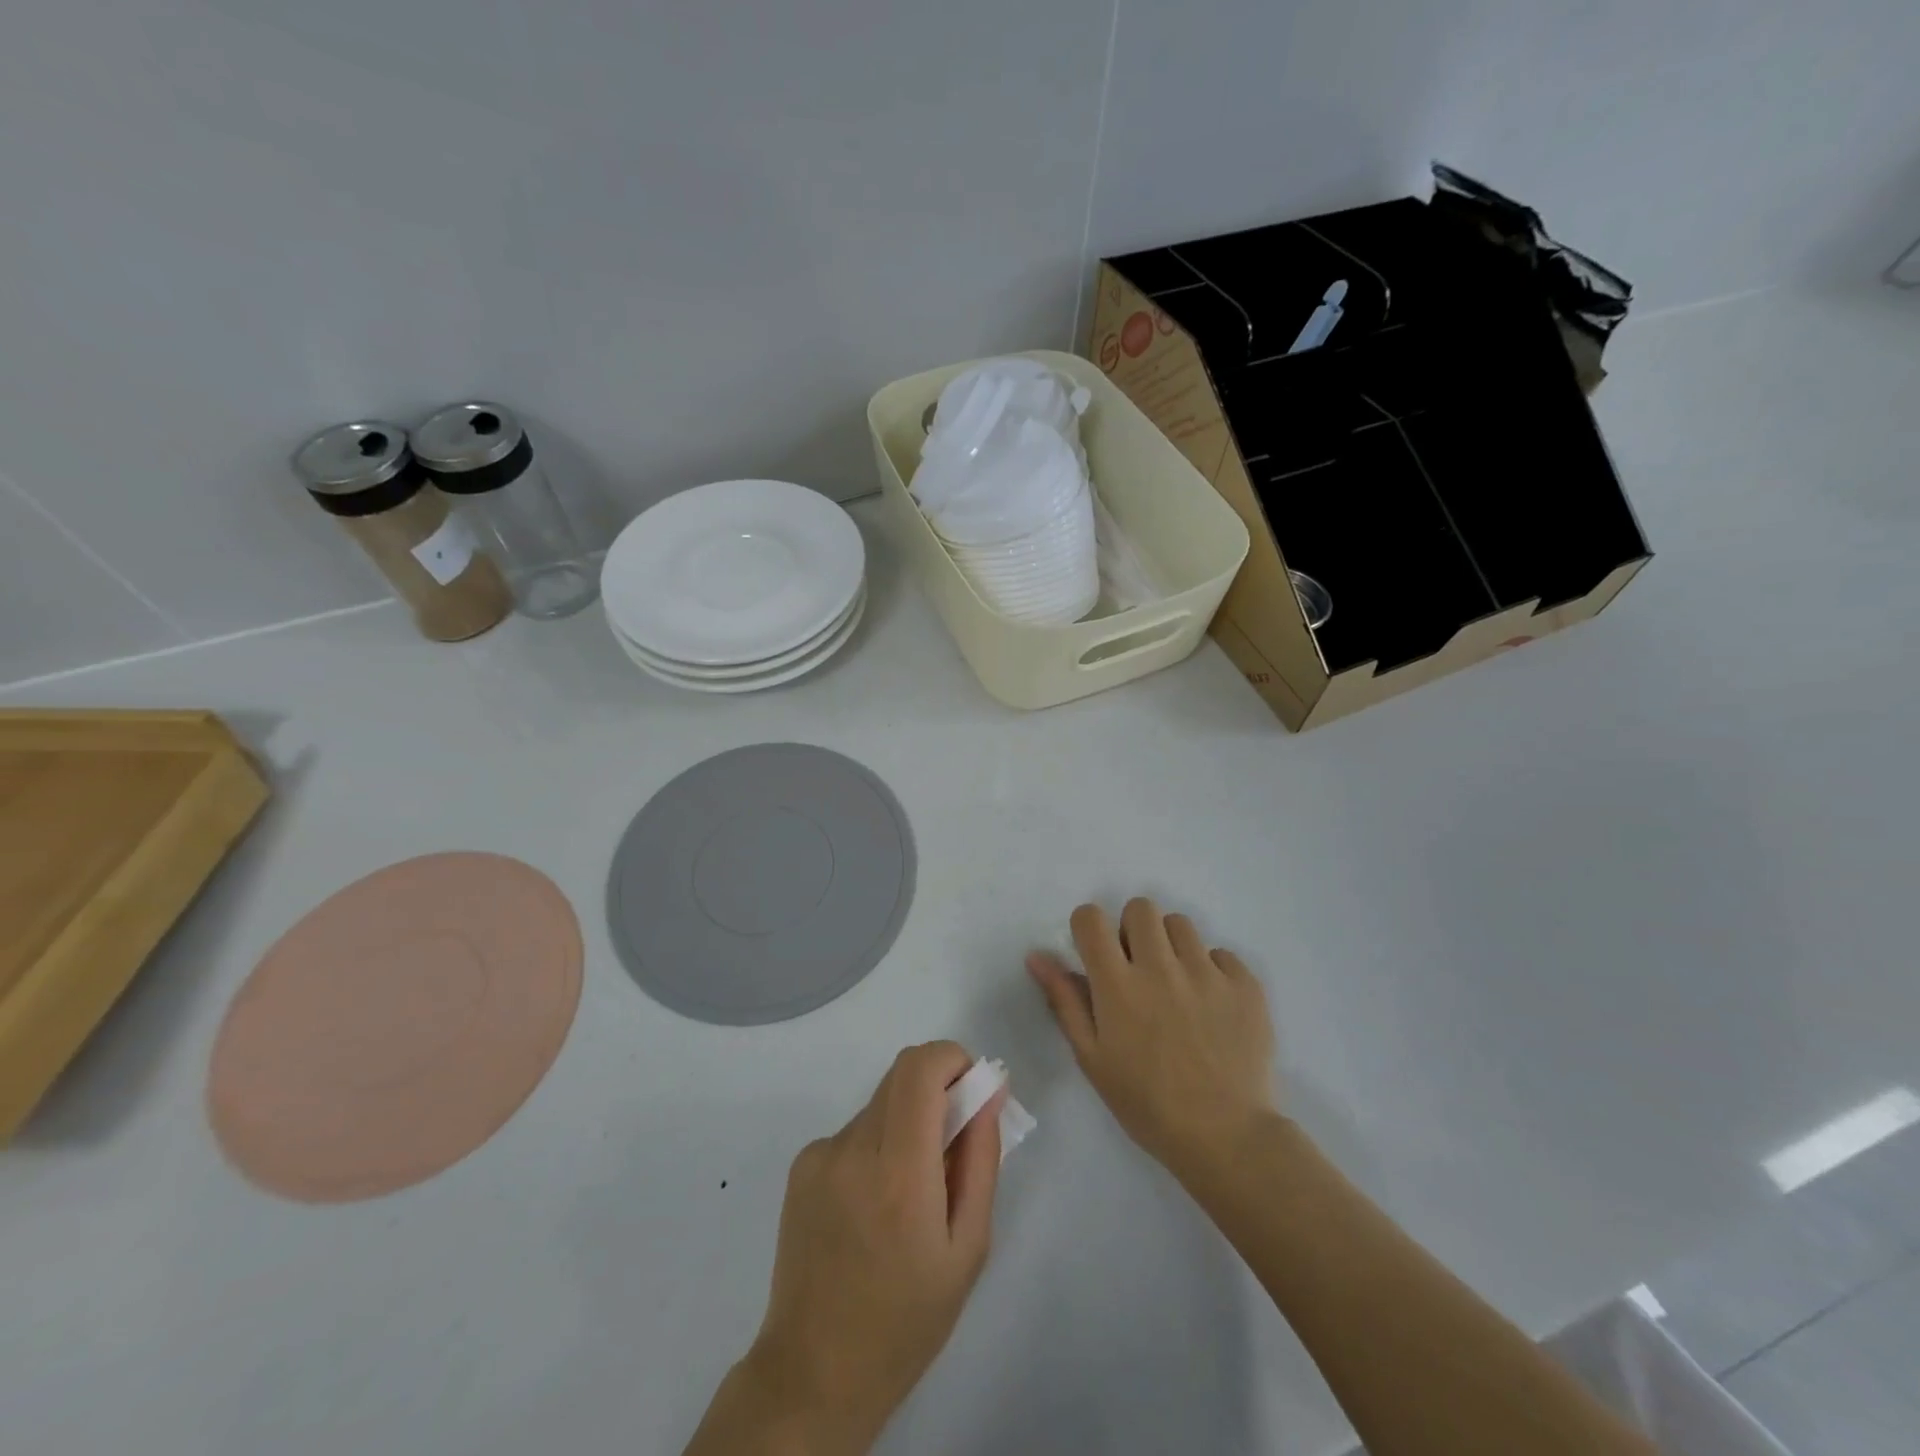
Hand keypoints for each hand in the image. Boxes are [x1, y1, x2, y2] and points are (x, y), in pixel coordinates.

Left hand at [732, 1042, 1002, 1453]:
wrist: (814, 1372)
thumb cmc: (907, 1319)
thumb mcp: (968, 1247)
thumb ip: (982, 1158)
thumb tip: (990, 1091)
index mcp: (899, 1172)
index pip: (921, 1067)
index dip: (953, 1059)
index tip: (973, 1091)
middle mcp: (854, 1148)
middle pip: (902, 1075)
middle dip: (938, 1088)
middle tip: (954, 1141)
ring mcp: (820, 1154)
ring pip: (881, 1104)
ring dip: (907, 1123)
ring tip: (910, 1193)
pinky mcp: (801, 1165)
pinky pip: (855, 1132)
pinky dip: (877, 1146)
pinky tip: (874, 1206)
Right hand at [1029, 899, 1275, 1183]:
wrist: (1226, 1138)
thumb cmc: (1146, 1104)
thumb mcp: (1092, 1058)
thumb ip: (1065, 1000)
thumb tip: (1037, 955)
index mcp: (1117, 984)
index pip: (1091, 918)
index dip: (1088, 927)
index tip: (1096, 952)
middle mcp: (1160, 967)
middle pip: (1140, 908)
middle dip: (1132, 929)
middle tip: (1137, 967)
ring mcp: (1207, 972)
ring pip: (1180, 924)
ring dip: (1171, 945)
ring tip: (1177, 984)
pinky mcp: (1245, 985)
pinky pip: (1222, 954)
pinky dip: (1212, 971)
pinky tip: (1212, 1006)